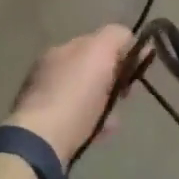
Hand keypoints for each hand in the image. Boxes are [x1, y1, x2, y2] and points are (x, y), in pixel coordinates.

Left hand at [5, 25, 135, 166]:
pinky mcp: (47, 128)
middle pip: (91, 70)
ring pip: (86, 97)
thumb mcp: (99, 53)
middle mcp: (50, 70)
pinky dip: (93, 123)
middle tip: (126, 95)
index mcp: (61, 50)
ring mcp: (46, 100)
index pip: (96, 42)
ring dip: (104, 104)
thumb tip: (129, 39)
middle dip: (112, 80)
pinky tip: (101, 133)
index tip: (136, 69)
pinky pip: (78, 120)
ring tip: (114, 118)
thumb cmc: (74, 94)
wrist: (43, 140)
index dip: (120, 52)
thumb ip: (116, 37)